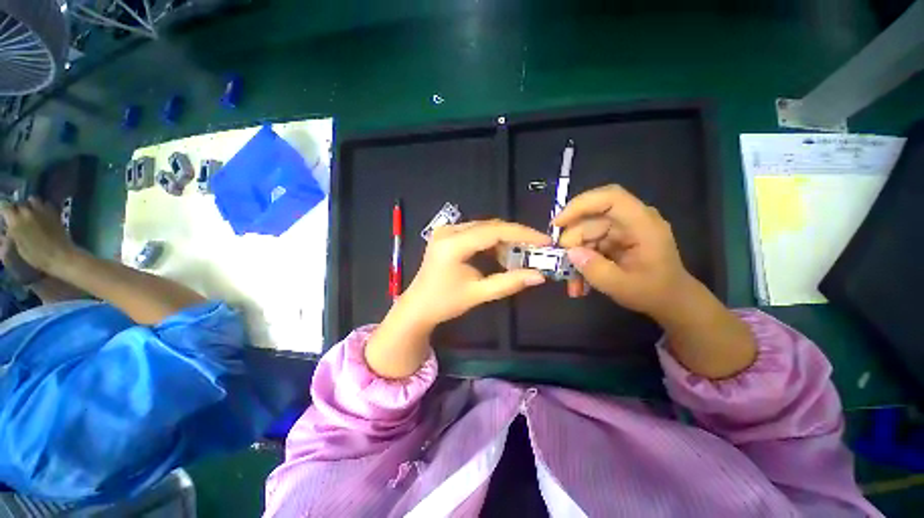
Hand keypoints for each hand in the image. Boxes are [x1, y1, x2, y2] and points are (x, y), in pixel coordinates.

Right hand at [0, 198, 76, 274]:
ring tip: (30, 214)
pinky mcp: (54, 212)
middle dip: (17, 209)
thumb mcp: (18, 248)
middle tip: (18, 218)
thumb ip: (10, 236)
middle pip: (19, 203)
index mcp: (15, 221)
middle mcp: (27, 212)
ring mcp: (42, 210)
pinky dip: (42, 206)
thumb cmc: (37, 256)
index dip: (4, 211)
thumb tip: (5, 231)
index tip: (5, 216)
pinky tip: (42, 214)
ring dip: (30, 205)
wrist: (61, 255)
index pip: (4, 206)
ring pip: (32, 200)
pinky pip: (45, 203)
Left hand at [399, 220, 550, 327]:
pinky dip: (490, 242)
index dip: (522, 234)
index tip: (544, 240)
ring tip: (520, 254)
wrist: (418, 306)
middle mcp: (448, 231)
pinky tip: (500, 255)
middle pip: (489, 226)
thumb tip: (539, 276)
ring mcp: (445, 231)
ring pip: (483, 228)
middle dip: (515, 236)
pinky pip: (475, 232)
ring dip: (503, 239)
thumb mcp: (478, 294)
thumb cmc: (444, 302)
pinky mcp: (446, 235)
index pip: (494, 231)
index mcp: (453, 244)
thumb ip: (509, 283)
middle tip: (536, 248)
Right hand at [555, 185, 697, 319]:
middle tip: (563, 266)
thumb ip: (596, 270)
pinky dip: (581, 261)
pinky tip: (579, 281)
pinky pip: (588, 244)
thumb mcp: (623, 287)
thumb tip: (570, 253)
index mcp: (643, 224)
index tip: (558, 224)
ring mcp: (621, 230)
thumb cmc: (655, 293)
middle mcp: (631, 221)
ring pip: (585, 233)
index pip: (610, 198)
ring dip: (575, 257)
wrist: (671, 301)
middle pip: (591, 219)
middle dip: (573, 242)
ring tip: (573, 283)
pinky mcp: (613, 240)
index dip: (581, 205)